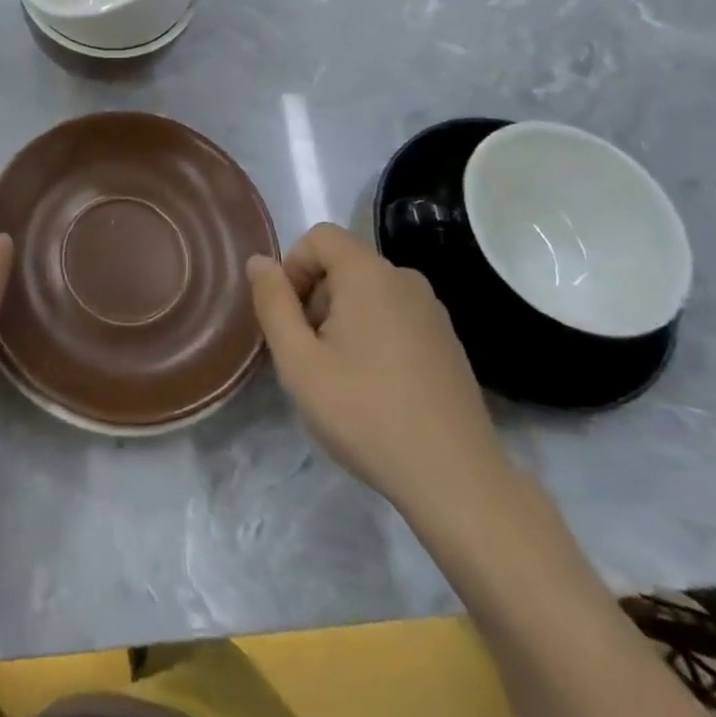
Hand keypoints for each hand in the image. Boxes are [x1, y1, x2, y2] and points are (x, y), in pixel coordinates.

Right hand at [247, 224, 506, 513]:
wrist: (456, 480)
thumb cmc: (365, 413)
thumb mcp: (298, 361)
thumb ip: (272, 303)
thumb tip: (259, 261)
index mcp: (369, 274)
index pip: (319, 236)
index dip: (293, 267)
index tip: (289, 317)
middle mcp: (405, 278)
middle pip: (344, 264)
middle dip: (316, 297)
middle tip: (309, 353)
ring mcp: (433, 311)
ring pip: (369, 292)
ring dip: (343, 318)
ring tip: (339, 374)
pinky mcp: (448, 342)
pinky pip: (396, 315)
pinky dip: (374, 334)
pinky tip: (375, 387)